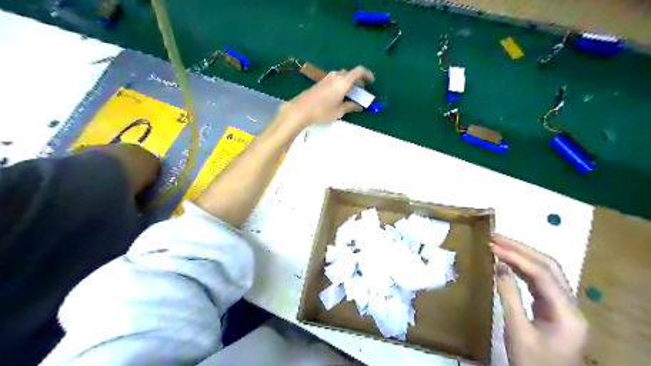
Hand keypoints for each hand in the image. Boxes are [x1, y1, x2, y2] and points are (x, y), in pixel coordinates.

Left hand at [275, 65, 375, 126]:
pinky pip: (334, 80)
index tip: (371, 82)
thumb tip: (359, 106)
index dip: (367, 74)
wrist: (300, 110)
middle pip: (350, 74)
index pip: (359, 71)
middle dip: (357, 81)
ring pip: (341, 76)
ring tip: (350, 94)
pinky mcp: (320, 83)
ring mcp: (326, 78)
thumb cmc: (322, 111)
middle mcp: (335, 76)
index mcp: (343, 82)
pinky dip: (340, 84)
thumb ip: (350, 107)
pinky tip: (338, 95)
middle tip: (361, 91)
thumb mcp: (339, 111)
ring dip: (348, 82)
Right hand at [491, 235, 587, 365]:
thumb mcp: (516, 331)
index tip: (492, 245)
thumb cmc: (531, 363)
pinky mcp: (555, 309)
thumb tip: (499, 265)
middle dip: (521, 249)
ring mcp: (564, 307)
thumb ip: (509, 296)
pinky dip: (523, 269)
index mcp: (567, 313)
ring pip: (546, 272)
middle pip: (549, 267)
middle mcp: (571, 305)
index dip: (516, 256)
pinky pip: (540, 282)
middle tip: (495, 237)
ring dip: (522, 256)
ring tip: (498, 245)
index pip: (542, 274)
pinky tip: (507, 263)